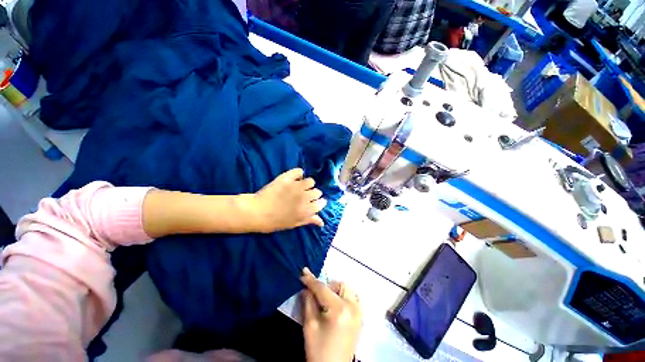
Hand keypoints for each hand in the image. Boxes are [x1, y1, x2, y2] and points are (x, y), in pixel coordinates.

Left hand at [246, 168, 326, 232]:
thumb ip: (309, 220)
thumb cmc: (274, 221)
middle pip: (317, 191)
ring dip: (307, 184)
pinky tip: (294, 178)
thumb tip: (322, 222)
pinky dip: (298, 174)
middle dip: (313, 194)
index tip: (314, 203)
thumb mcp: (293, 224)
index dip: (319, 202)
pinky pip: (299, 171)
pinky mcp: (287, 178)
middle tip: (304, 196)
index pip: (322, 202)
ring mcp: (296, 186)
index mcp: (306, 210)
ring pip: (310, 181)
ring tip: (299, 187)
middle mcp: (304, 197)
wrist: (256, 212)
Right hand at [300, 267, 361, 361]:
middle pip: (339, 285)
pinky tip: (336, 305)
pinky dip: (344, 296)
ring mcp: (359, 312)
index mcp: (340, 309)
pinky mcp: (360, 317)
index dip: (312, 280)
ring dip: (336, 290)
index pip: (323, 289)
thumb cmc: (319, 350)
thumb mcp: (310, 326)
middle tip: (317, 296)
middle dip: (327, 287)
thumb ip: (308, 302)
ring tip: (327, 301)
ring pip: (348, 289)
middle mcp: (353, 307)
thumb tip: (306, 288)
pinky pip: (353, 297)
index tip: (303, 273)